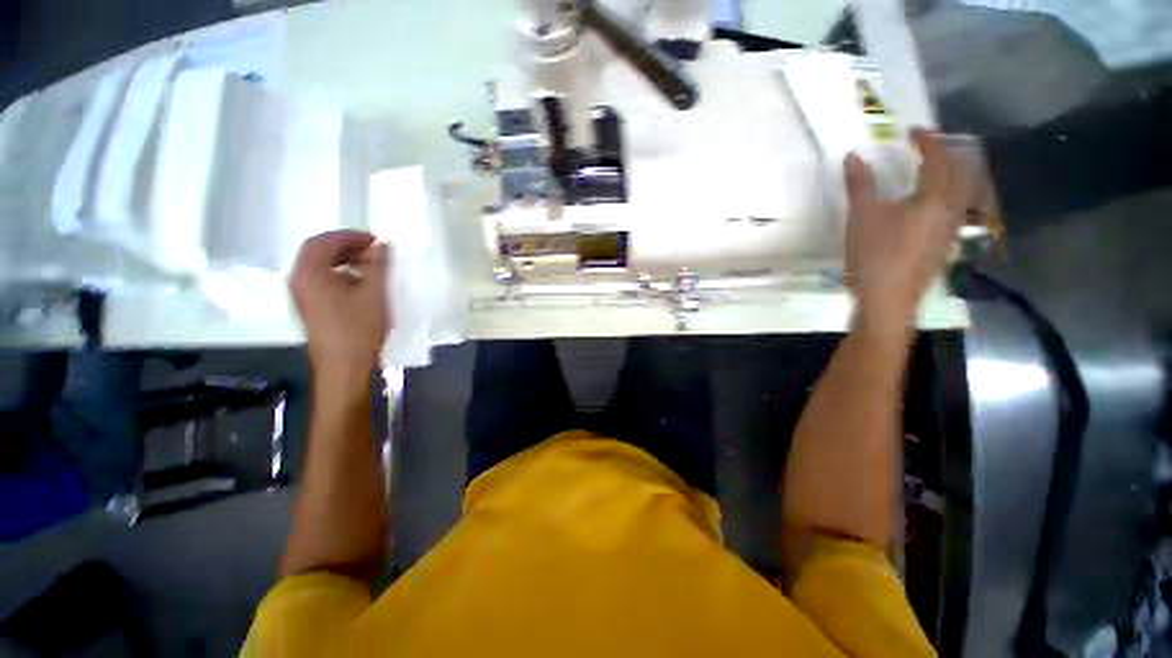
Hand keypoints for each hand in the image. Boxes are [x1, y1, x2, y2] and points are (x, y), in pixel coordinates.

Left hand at [289, 231, 390, 380]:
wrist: (344, 367)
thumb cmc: (359, 329)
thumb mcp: (375, 294)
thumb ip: (379, 265)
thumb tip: (383, 245)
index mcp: (310, 274)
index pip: (325, 241)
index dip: (351, 236)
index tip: (376, 241)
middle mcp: (299, 281)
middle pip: (318, 251)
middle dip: (347, 246)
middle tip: (374, 252)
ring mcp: (302, 296)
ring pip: (319, 266)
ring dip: (344, 260)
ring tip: (370, 267)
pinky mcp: (310, 308)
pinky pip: (321, 280)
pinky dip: (340, 274)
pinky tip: (360, 285)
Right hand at [844, 129, 968, 332]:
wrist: (887, 302)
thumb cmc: (874, 256)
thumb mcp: (861, 217)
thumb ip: (860, 184)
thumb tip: (854, 156)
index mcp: (936, 199)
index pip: (939, 158)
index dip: (928, 140)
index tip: (912, 131)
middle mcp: (953, 211)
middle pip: (961, 174)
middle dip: (946, 157)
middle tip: (926, 150)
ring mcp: (952, 232)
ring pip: (961, 195)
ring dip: (949, 178)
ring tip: (928, 176)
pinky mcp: (944, 249)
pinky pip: (953, 213)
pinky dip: (944, 200)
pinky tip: (926, 210)